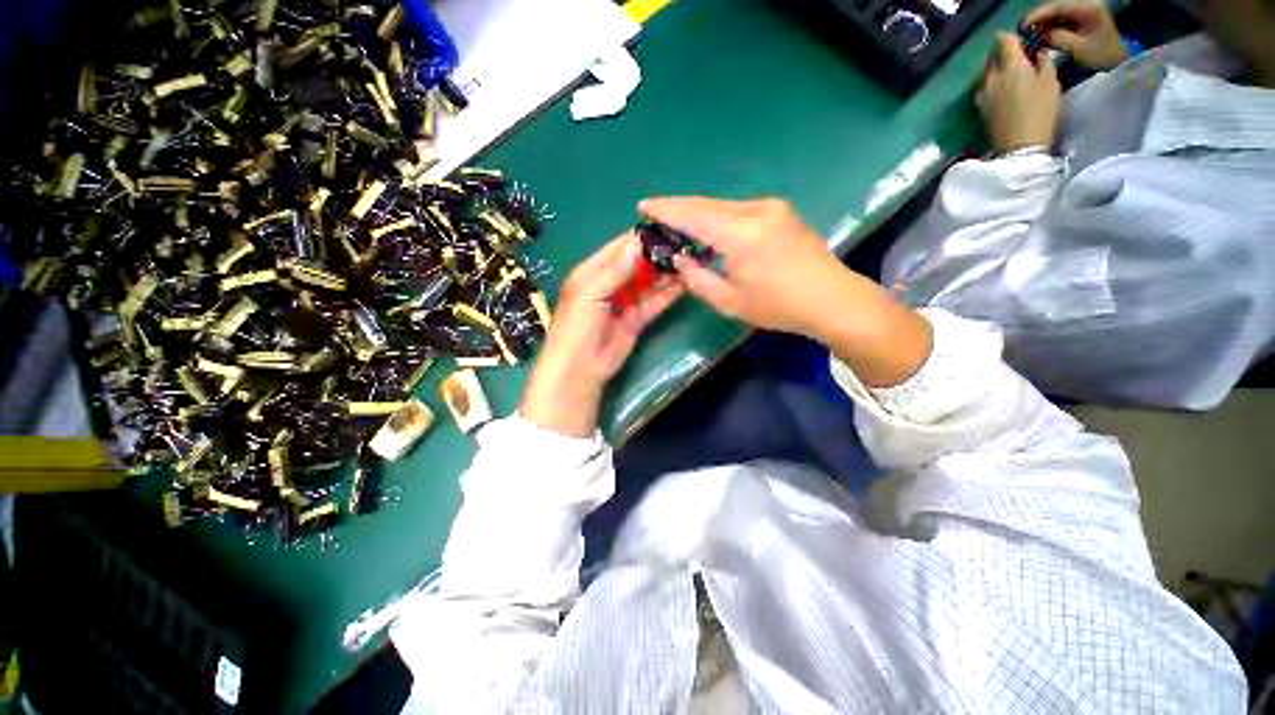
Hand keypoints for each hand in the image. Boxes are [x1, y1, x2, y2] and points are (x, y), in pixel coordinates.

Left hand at [521, 234, 682, 436]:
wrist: (580, 369)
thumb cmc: (577, 328)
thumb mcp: (590, 294)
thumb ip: (614, 270)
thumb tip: (638, 241)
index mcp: (592, 271)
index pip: (620, 247)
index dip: (642, 237)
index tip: (668, 227)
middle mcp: (610, 283)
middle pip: (638, 263)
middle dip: (659, 255)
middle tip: (687, 244)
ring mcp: (625, 301)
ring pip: (649, 282)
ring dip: (667, 273)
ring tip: (692, 260)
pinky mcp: (637, 319)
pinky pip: (654, 302)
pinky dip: (668, 294)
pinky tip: (685, 284)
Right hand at [638, 197, 847, 338]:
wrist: (832, 299)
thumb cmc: (778, 306)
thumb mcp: (730, 302)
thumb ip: (698, 279)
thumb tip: (680, 259)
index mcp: (739, 233)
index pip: (692, 214)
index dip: (665, 209)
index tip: (643, 206)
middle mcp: (754, 210)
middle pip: (706, 204)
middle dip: (679, 208)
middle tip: (657, 215)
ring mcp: (771, 207)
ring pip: (722, 205)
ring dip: (699, 214)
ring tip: (680, 225)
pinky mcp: (781, 211)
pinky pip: (739, 209)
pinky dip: (719, 217)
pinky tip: (711, 230)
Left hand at [980, 33, 1061, 151]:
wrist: (1019, 145)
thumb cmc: (1040, 111)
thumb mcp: (1051, 81)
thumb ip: (1044, 62)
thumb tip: (1037, 53)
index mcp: (1009, 65)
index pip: (1004, 40)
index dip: (1013, 39)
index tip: (1023, 44)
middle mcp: (990, 77)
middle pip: (992, 57)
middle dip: (1003, 55)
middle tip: (1020, 62)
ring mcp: (982, 93)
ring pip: (987, 73)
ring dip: (998, 71)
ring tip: (1013, 79)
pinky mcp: (979, 108)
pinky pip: (985, 88)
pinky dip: (994, 85)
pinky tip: (1005, 93)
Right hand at [1026, 3, 1127, 70]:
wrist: (1118, 60)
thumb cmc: (1102, 55)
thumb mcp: (1079, 48)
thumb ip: (1058, 38)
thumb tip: (1038, 35)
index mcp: (1088, 8)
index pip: (1058, 6)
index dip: (1038, 15)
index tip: (1023, 27)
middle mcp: (1085, 4)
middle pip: (1056, 8)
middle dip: (1039, 19)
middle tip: (1023, 33)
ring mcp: (1083, 11)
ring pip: (1056, 14)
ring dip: (1042, 24)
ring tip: (1030, 36)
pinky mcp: (1080, 19)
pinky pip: (1060, 20)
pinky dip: (1049, 27)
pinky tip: (1040, 36)